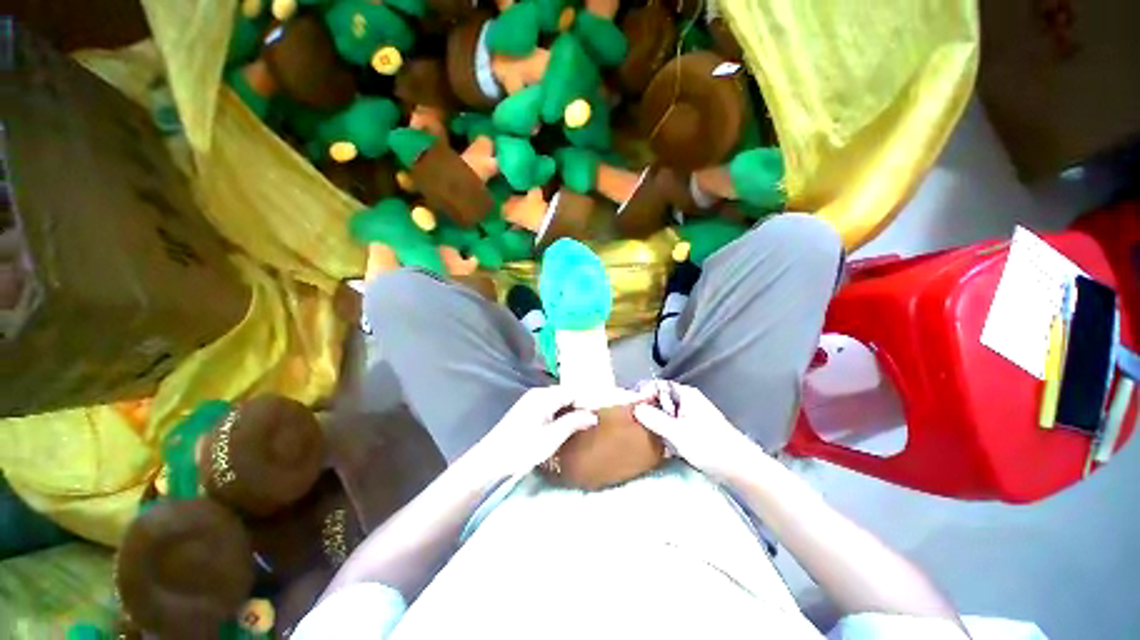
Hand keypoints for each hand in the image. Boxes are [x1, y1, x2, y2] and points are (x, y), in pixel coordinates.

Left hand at [471, 386, 597, 478]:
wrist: (491, 459)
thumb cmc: (522, 448)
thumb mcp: (552, 438)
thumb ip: (573, 422)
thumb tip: (593, 415)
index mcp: (545, 396)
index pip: (573, 391)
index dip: (588, 401)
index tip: (601, 412)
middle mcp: (538, 393)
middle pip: (566, 394)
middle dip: (580, 405)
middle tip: (594, 419)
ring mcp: (531, 400)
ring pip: (558, 400)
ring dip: (571, 410)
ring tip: (583, 423)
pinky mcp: (527, 409)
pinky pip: (550, 405)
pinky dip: (560, 413)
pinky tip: (565, 425)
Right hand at [633, 381, 766, 481]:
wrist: (742, 470)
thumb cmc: (710, 446)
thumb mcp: (678, 433)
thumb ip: (655, 419)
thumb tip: (636, 408)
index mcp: (686, 395)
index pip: (659, 386)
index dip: (644, 394)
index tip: (632, 408)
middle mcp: (689, 402)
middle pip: (662, 400)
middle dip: (648, 409)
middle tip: (634, 422)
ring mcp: (694, 417)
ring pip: (667, 414)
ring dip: (656, 422)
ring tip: (642, 433)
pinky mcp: (696, 432)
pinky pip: (674, 426)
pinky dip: (665, 432)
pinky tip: (659, 444)